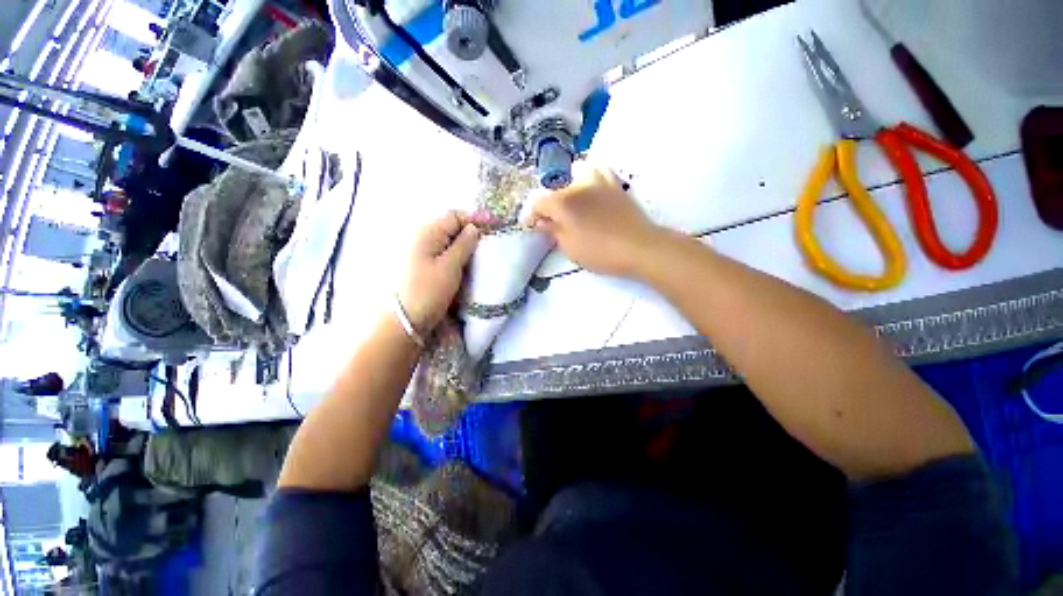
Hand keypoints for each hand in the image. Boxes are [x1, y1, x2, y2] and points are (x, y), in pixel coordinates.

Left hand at [398, 211, 479, 333]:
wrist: (406, 319)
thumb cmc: (428, 290)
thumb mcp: (450, 266)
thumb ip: (464, 244)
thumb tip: (474, 228)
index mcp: (427, 232)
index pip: (454, 215)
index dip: (475, 217)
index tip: (495, 223)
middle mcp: (422, 237)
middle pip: (451, 225)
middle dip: (471, 229)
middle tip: (490, 237)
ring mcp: (421, 251)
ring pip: (449, 239)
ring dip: (465, 241)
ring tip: (482, 249)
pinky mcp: (424, 264)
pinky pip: (444, 251)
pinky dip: (458, 252)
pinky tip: (467, 260)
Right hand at [527, 166, 664, 277]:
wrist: (639, 247)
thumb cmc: (600, 251)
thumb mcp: (570, 247)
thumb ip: (554, 231)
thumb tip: (543, 222)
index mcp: (563, 202)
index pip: (539, 203)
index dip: (532, 215)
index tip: (531, 226)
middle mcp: (578, 185)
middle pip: (556, 188)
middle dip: (550, 204)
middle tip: (553, 221)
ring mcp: (599, 181)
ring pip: (578, 171)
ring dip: (570, 185)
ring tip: (572, 201)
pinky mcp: (615, 184)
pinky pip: (600, 171)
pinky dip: (591, 177)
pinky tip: (592, 191)